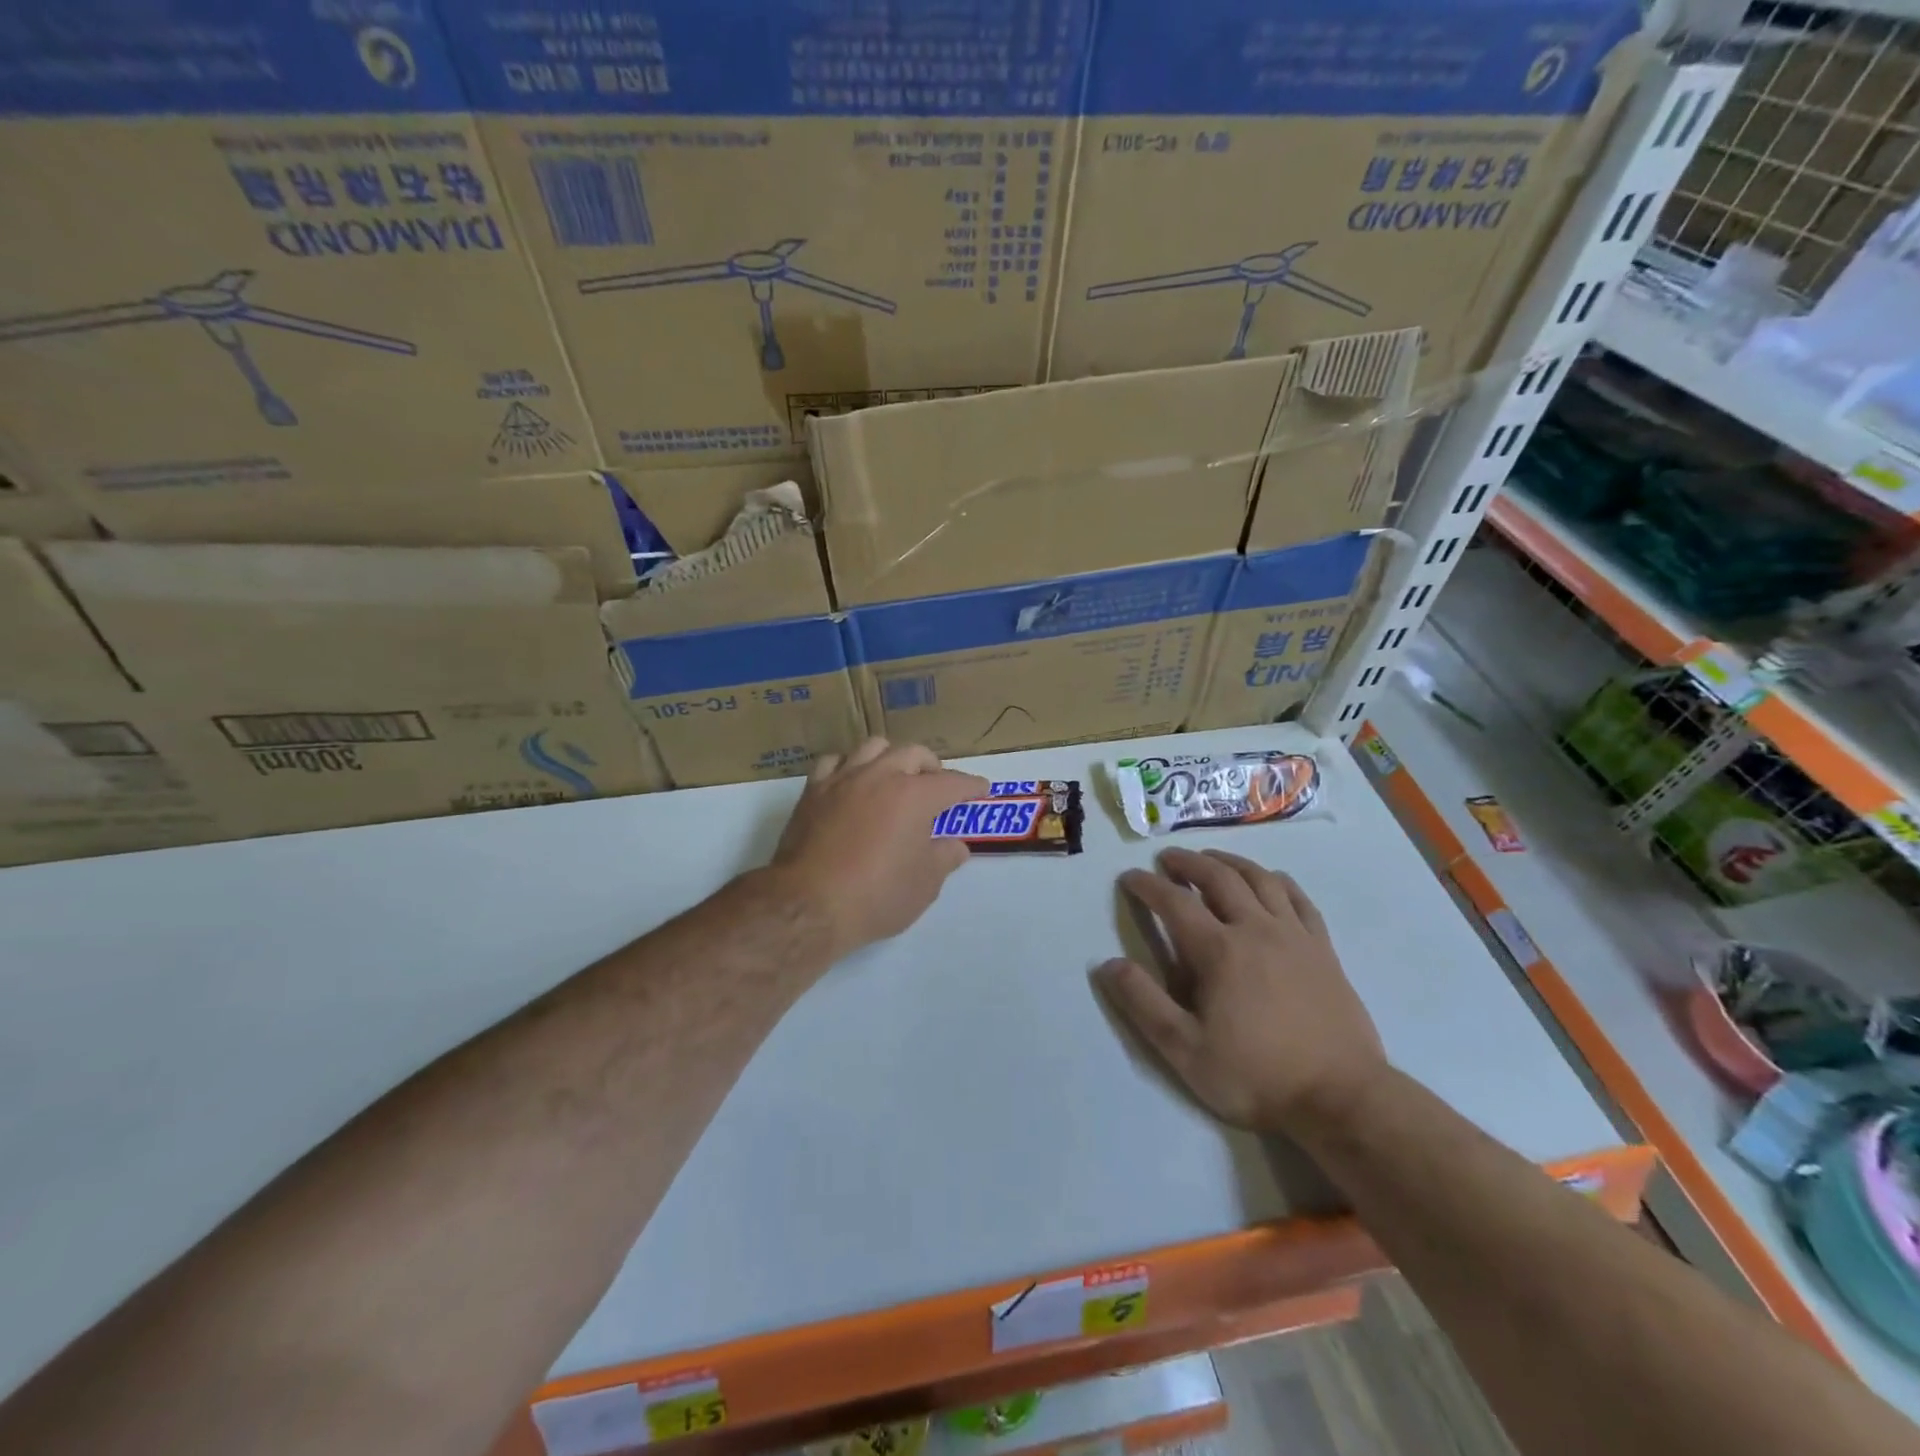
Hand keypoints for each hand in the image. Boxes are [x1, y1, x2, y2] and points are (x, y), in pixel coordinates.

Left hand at [769, 738, 988, 961]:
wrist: (808, 904)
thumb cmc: (876, 896)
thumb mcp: (924, 885)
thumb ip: (944, 858)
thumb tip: (955, 845)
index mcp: (915, 796)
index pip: (952, 783)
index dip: (971, 786)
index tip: (981, 789)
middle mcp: (881, 776)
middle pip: (913, 753)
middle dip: (932, 766)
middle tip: (937, 785)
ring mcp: (843, 779)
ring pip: (873, 747)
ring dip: (892, 757)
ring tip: (895, 776)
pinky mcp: (813, 791)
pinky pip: (835, 762)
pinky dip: (850, 766)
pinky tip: (853, 782)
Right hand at [1094, 848, 1385, 1136]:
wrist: (1342, 1099)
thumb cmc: (1256, 1076)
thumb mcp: (1186, 1050)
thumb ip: (1144, 1004)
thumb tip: (1108, 964)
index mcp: (1219, 951)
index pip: (1174, 902)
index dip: (1147, 885)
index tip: (1130, 876)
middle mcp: (1256, 929)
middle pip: (1219, 877)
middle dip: (1188, 862)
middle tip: (1168, 858)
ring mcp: (1295, 936)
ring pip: (1260, 879)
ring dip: (1231, 861)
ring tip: (1212, 858)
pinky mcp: (1323, 949)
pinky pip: (1299, 899)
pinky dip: (1278, 880)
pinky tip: (1270, 880)